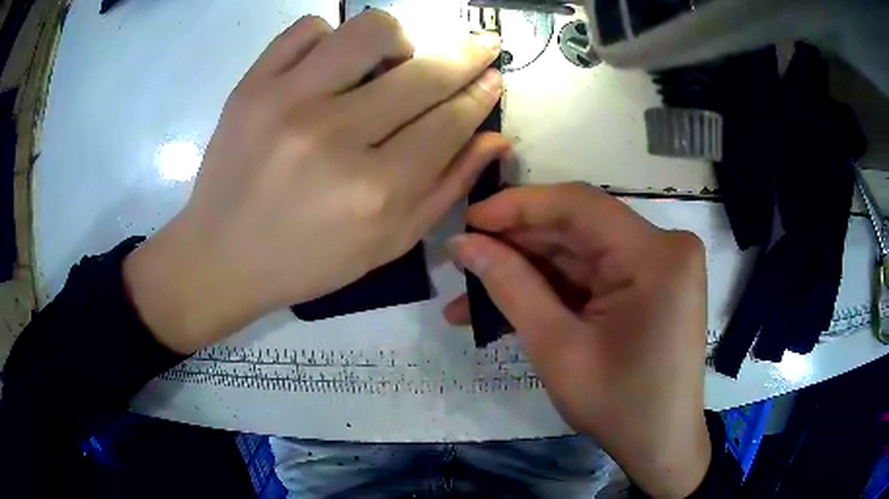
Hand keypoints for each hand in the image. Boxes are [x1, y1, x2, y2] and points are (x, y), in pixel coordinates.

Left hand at [123, 11, 508, 353]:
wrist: (220, 256)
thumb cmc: (307, 261)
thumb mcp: (388, 245)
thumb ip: (447, 188)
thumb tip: (495, 138)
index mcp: (376, 191)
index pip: (451, 120)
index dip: (481, 93)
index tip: (494, 76)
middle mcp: (335, 137)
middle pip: (424, 72)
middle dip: (467, 54)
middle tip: (481, 46)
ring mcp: (287, 102)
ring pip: (369, 30)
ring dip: (399, 37)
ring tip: (395, 59)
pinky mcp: (251, 86)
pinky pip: (307, 29)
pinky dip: (330, 36)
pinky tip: (332, 63)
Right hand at [446, 183, 710, 497]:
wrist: (661, 445)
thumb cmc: (618, 406)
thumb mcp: (558, 349)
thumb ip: (510, 287)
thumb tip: (462, 244)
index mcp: (655, 255)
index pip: (579, 204)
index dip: (518, 206)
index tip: (468, 221)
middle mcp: (664, 247)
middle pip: (578, 228)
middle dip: (516, 245)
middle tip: (461, 261)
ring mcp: (659, 264)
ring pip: (579, 252)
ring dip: (527, 272)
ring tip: (470, 293)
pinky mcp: (650, 283)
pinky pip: (593, 274)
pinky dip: (553, 288)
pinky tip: (509, 305)